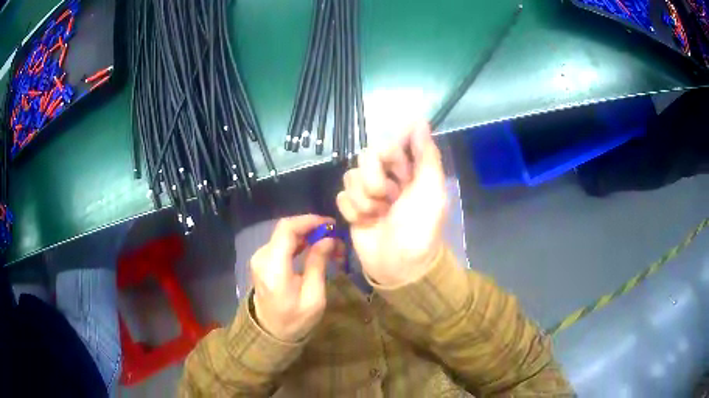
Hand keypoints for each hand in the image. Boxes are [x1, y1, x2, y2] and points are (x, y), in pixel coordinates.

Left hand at [250, 215, 338, 341]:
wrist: (270, 332)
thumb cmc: (294, 320)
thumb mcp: (313, 297)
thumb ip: (318, 265)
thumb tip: (328, 239)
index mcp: (273, 268)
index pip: (286, 230)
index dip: (309, 221)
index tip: (330, 224)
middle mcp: (262, 257)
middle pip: (285, 229)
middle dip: (311, 227)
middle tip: (334, 235)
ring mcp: (259, 257)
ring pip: (283, 234)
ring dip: (306, 234)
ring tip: (328, 242)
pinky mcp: (262, 260)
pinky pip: (281, 243)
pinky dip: (298, 242)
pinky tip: (313, 248)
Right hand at [336, 121, 446, 285]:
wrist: (400, 265)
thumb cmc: (420, 227)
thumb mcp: (432, 189)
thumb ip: (426, 154)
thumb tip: (420, 120)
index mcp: (408, 171)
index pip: (390, 144)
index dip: (390, 156)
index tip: (397, 172)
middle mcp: (386, 178)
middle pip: (365, 157)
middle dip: (374, 180)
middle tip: (388, 198)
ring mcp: (367, 194)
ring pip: (350, 177)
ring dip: (364, 200)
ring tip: (378, 215)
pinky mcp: (352, 209)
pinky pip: (341, 196)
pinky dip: (353, 211)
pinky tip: (366, 223)